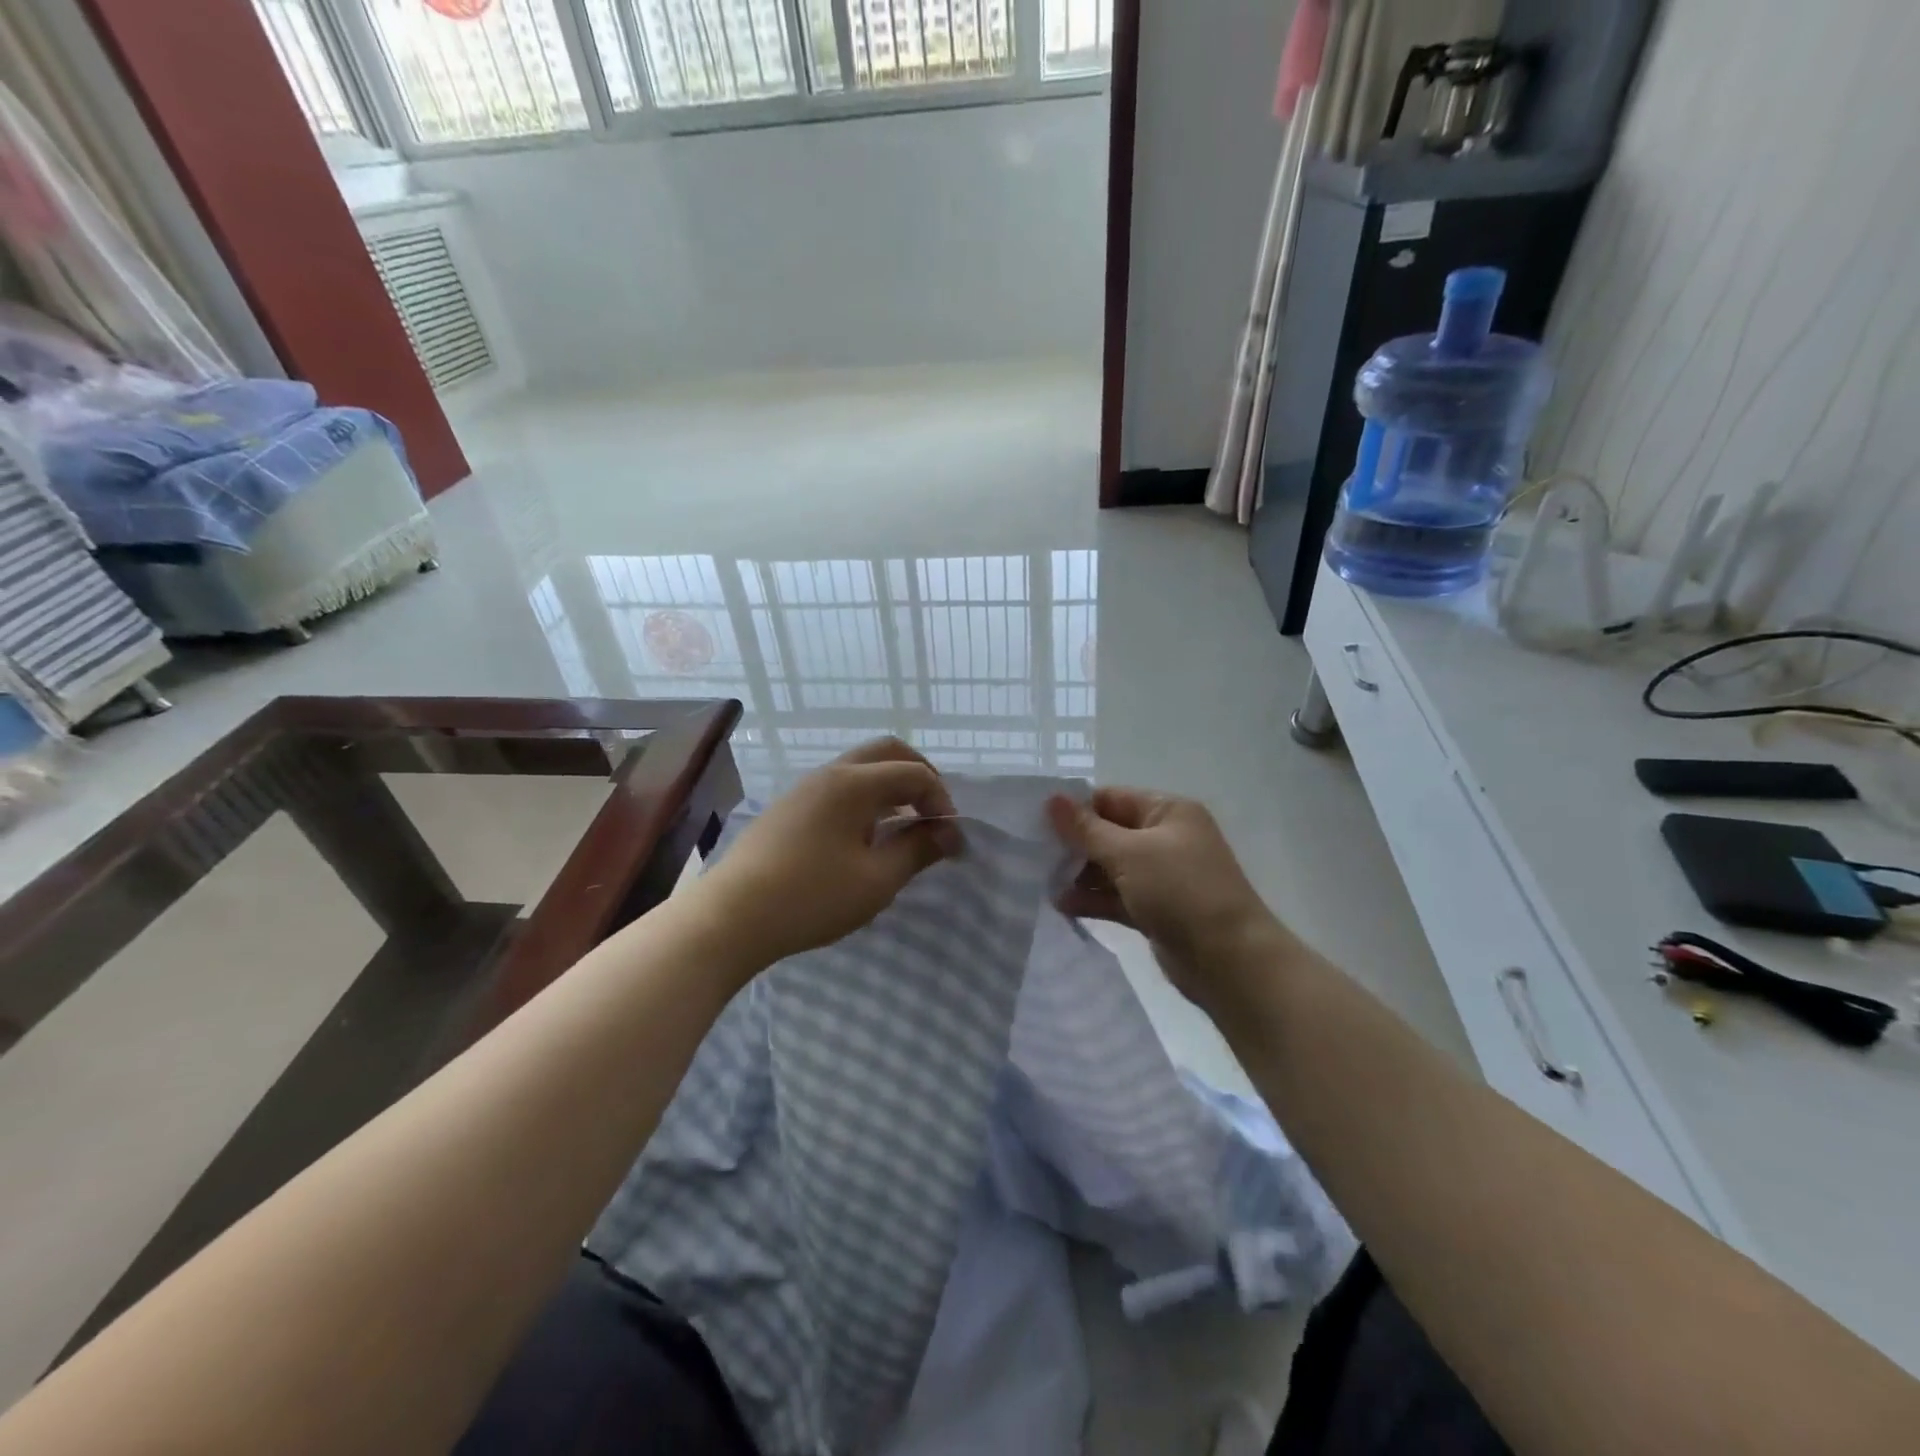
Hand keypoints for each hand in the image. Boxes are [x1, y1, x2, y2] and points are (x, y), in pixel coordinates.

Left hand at [700, 738, 963, 968]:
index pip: (915, 773)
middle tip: (934, 813)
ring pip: (860, 768)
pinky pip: (839, 786)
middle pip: (887, 752)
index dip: (942, 801)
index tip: (950, 840)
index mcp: (854, 783)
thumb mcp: (876, 880)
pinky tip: (866, 836)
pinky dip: (866, 798)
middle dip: (920, 776)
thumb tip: (948, 834)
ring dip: (891, 786)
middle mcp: (829, 773)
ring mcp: (804, 788)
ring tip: (904, 826)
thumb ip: (917, 850)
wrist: (730, 918)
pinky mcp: (789, 808)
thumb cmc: (811, 897)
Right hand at [1047, 788, 1295, 1010]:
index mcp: (1167, 811)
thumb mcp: (1128, 854)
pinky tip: (1063, 906)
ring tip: (1044, 883)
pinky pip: (1118, 896)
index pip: (1111, 798)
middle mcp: (1166, 837)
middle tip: (1035, 856)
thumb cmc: (1180, 891)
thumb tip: (1051, 799)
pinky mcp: (1157, 908)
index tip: (1036, 823)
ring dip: (1080, 875)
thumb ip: (1085, 829)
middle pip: (1109, 832)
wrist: (1229, 960)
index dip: (1075, 809)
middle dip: (1074, 845)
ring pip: (1111, 867)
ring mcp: (1162, 875)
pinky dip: (1094, 899)